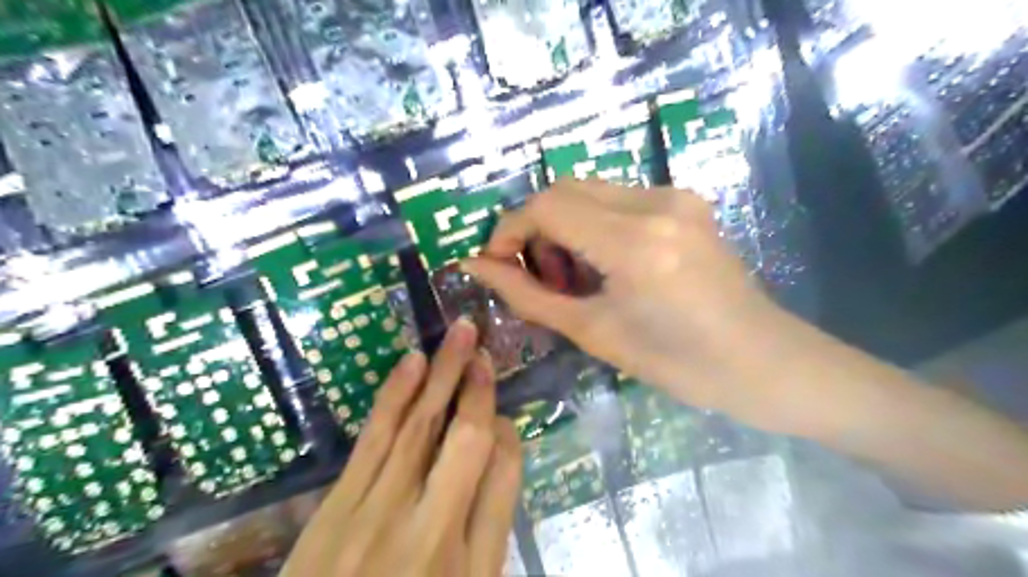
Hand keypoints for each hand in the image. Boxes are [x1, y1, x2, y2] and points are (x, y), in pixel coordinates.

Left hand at [280, 321, 521, 576]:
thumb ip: (489, 525)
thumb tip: (499, 450)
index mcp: (471, 559)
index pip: (503, 471)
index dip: (507, 432)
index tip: (504, 412)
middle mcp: (430, 524)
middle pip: (464, 438)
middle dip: (478, 387)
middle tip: (483, 347)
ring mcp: (377, 511)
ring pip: (420, 426)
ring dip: (442, 373)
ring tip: (460, 333)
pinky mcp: (338, 504)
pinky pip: (374, 437)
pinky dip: (395, 395)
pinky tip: (412, 363)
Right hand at [468, 182, 793, 428]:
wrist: (762, 362)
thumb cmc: (678, 363)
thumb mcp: (594, 332)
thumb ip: (528, 295)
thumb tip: (475, 268)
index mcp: (634, 242)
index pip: (547, 206)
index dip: (509, 230)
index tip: (497, 264)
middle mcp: (656, 203)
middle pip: (565, 188)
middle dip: (537, 228)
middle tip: (541, 277)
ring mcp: (676, 197)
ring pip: (591, 190)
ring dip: (565, 225)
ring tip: (574, 277)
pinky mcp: (686, 202)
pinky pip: (619, 199)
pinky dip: (594, 224)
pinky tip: (605, 264)